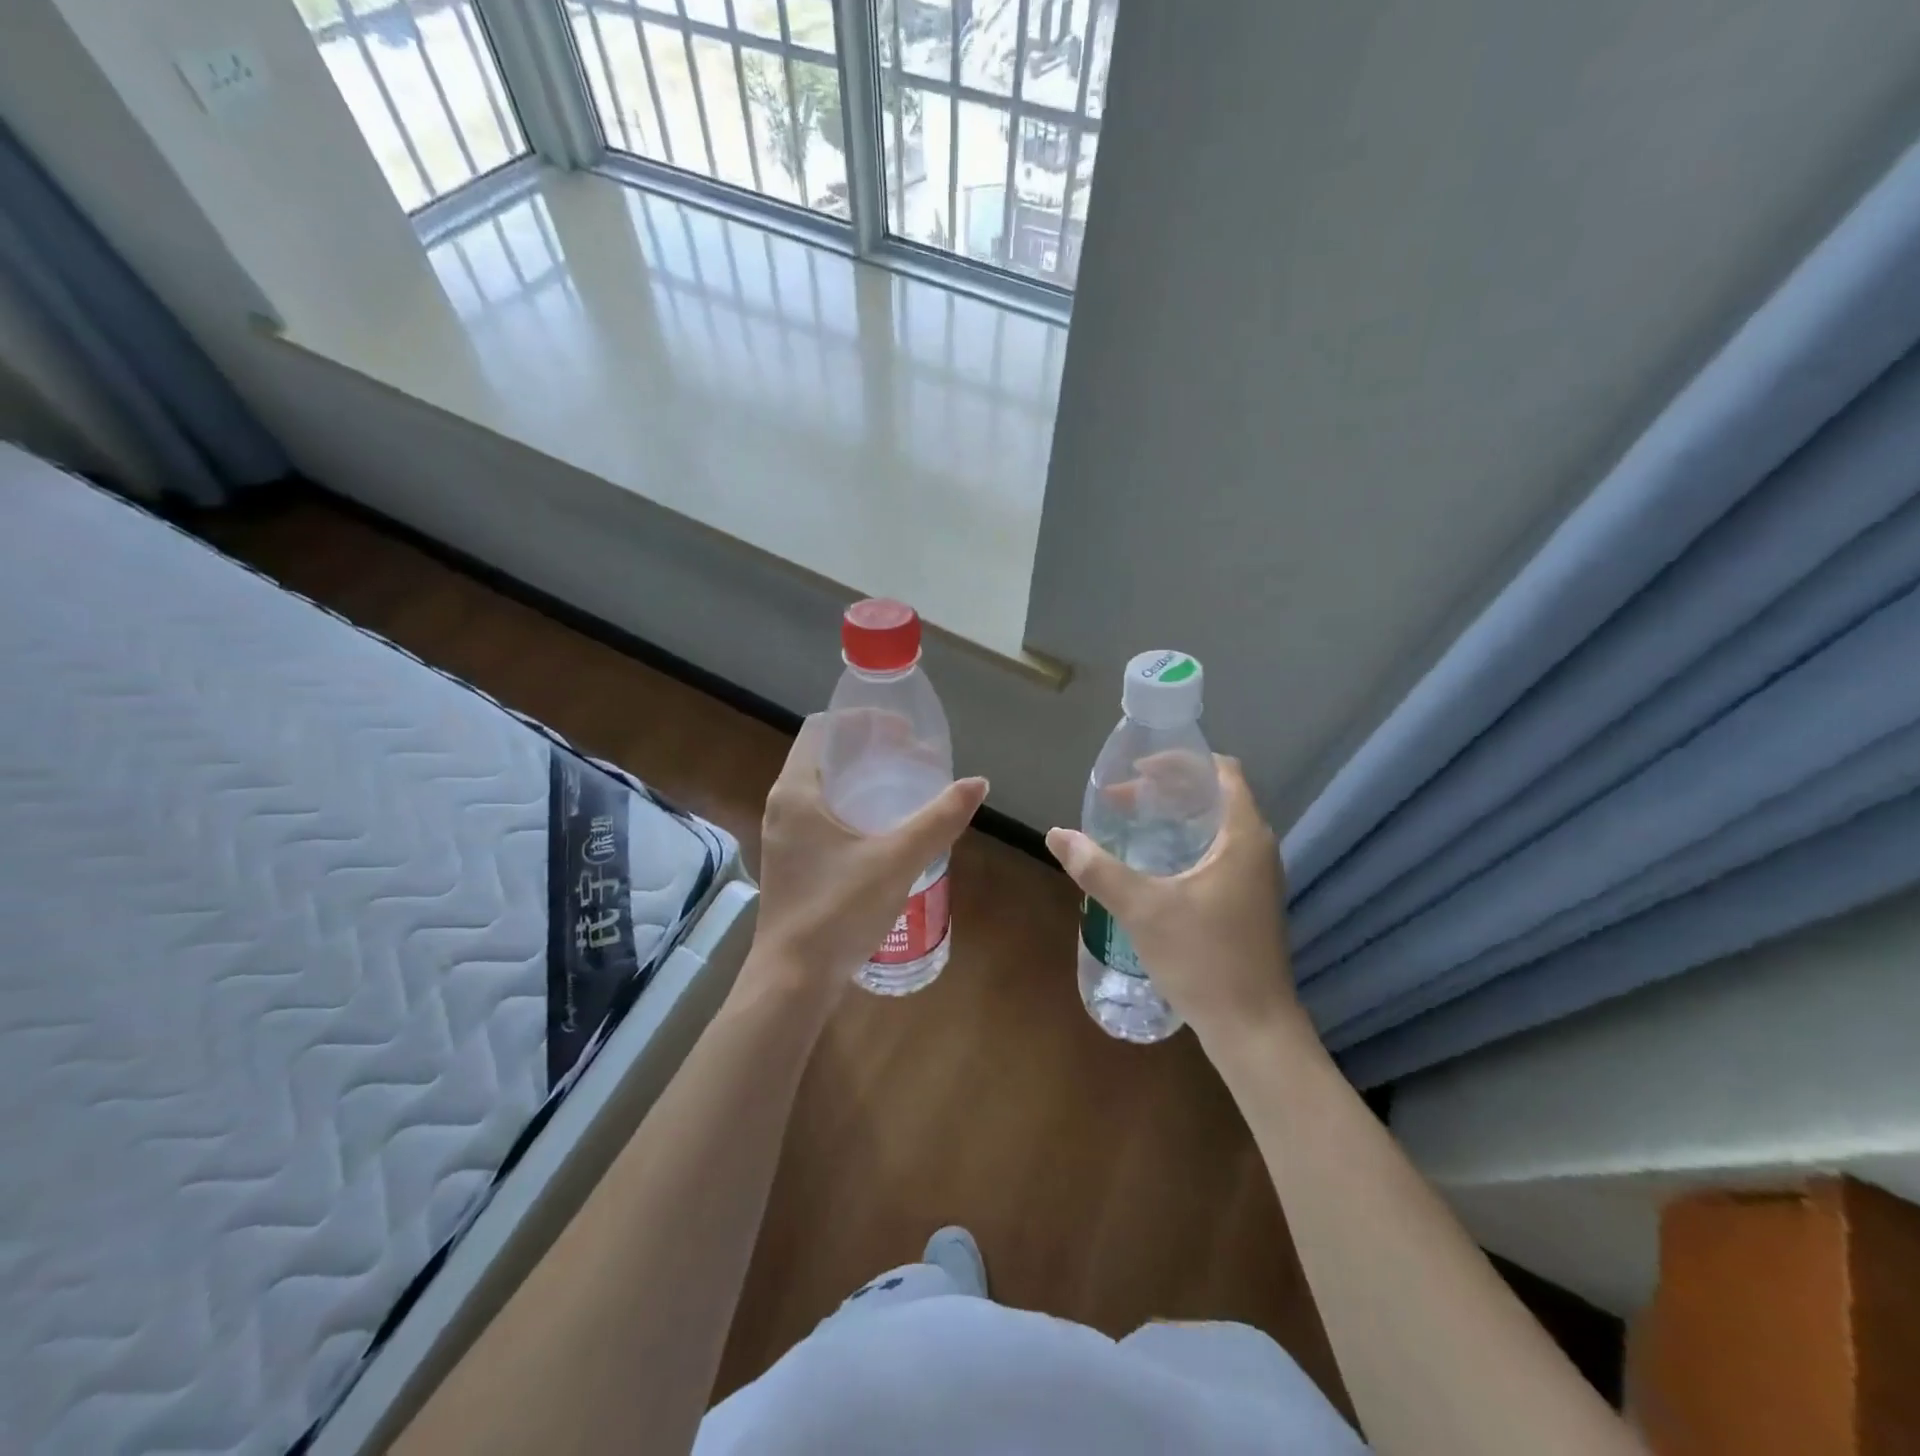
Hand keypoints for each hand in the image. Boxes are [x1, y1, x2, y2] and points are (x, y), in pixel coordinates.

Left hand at [747, 713, 988, 999]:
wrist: (792, 981)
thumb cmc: (838, 910)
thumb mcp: (896, 859)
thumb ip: (938, 819)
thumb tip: (978, 783)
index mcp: (796, 791)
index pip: (823, 729)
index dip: (863, 721)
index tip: (902, 731)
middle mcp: (783, 806)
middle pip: (827, 758)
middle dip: (871, 752)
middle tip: (915, 759)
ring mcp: (785, 837)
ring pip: (826, 791)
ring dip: (864, 783)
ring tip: (908, 790)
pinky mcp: (793, 863)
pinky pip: (824, 819)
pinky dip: (855, 811)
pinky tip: (888, 832)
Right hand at [1045, 756, 1299, 1047]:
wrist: (1253, 1030)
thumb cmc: (1204, 959)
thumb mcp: (1143, 909)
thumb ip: (1097, 868)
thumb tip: (1057, 835)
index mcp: (1243, 836)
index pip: (1221, 771)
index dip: (1179, 762)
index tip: (1137, 770)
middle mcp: (1258, 849)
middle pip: (1215, 796)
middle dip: (1168, 790)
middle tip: (1122, 799)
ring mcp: (1257, 878)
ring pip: (1216, 827)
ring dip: (1176, 818)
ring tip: (1133, 824)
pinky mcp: (1250, 903)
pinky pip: (1218, 853)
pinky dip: (1186, 844)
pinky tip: (1155, 866)